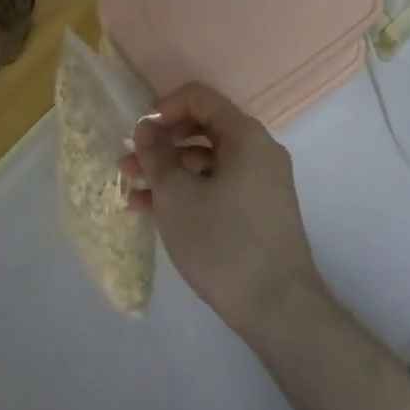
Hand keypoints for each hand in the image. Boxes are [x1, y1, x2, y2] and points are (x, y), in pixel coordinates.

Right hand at [121, 82, 324, 334]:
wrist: (280, 311)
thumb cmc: (224, 243)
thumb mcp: (176, 196)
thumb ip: (156, 155)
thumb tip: (146, 128)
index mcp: (245, 135)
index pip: (199, 98)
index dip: (163, 108)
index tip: (140, 134)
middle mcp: (258, 150)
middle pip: (202, 129)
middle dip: (162, 145)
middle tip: (129, 164)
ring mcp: (262, 182)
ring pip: (207, 161)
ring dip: (169, 172)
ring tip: (133, 193)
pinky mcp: (260, 211)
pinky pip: (218, 185)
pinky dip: (189, 192)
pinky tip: (155, 213)